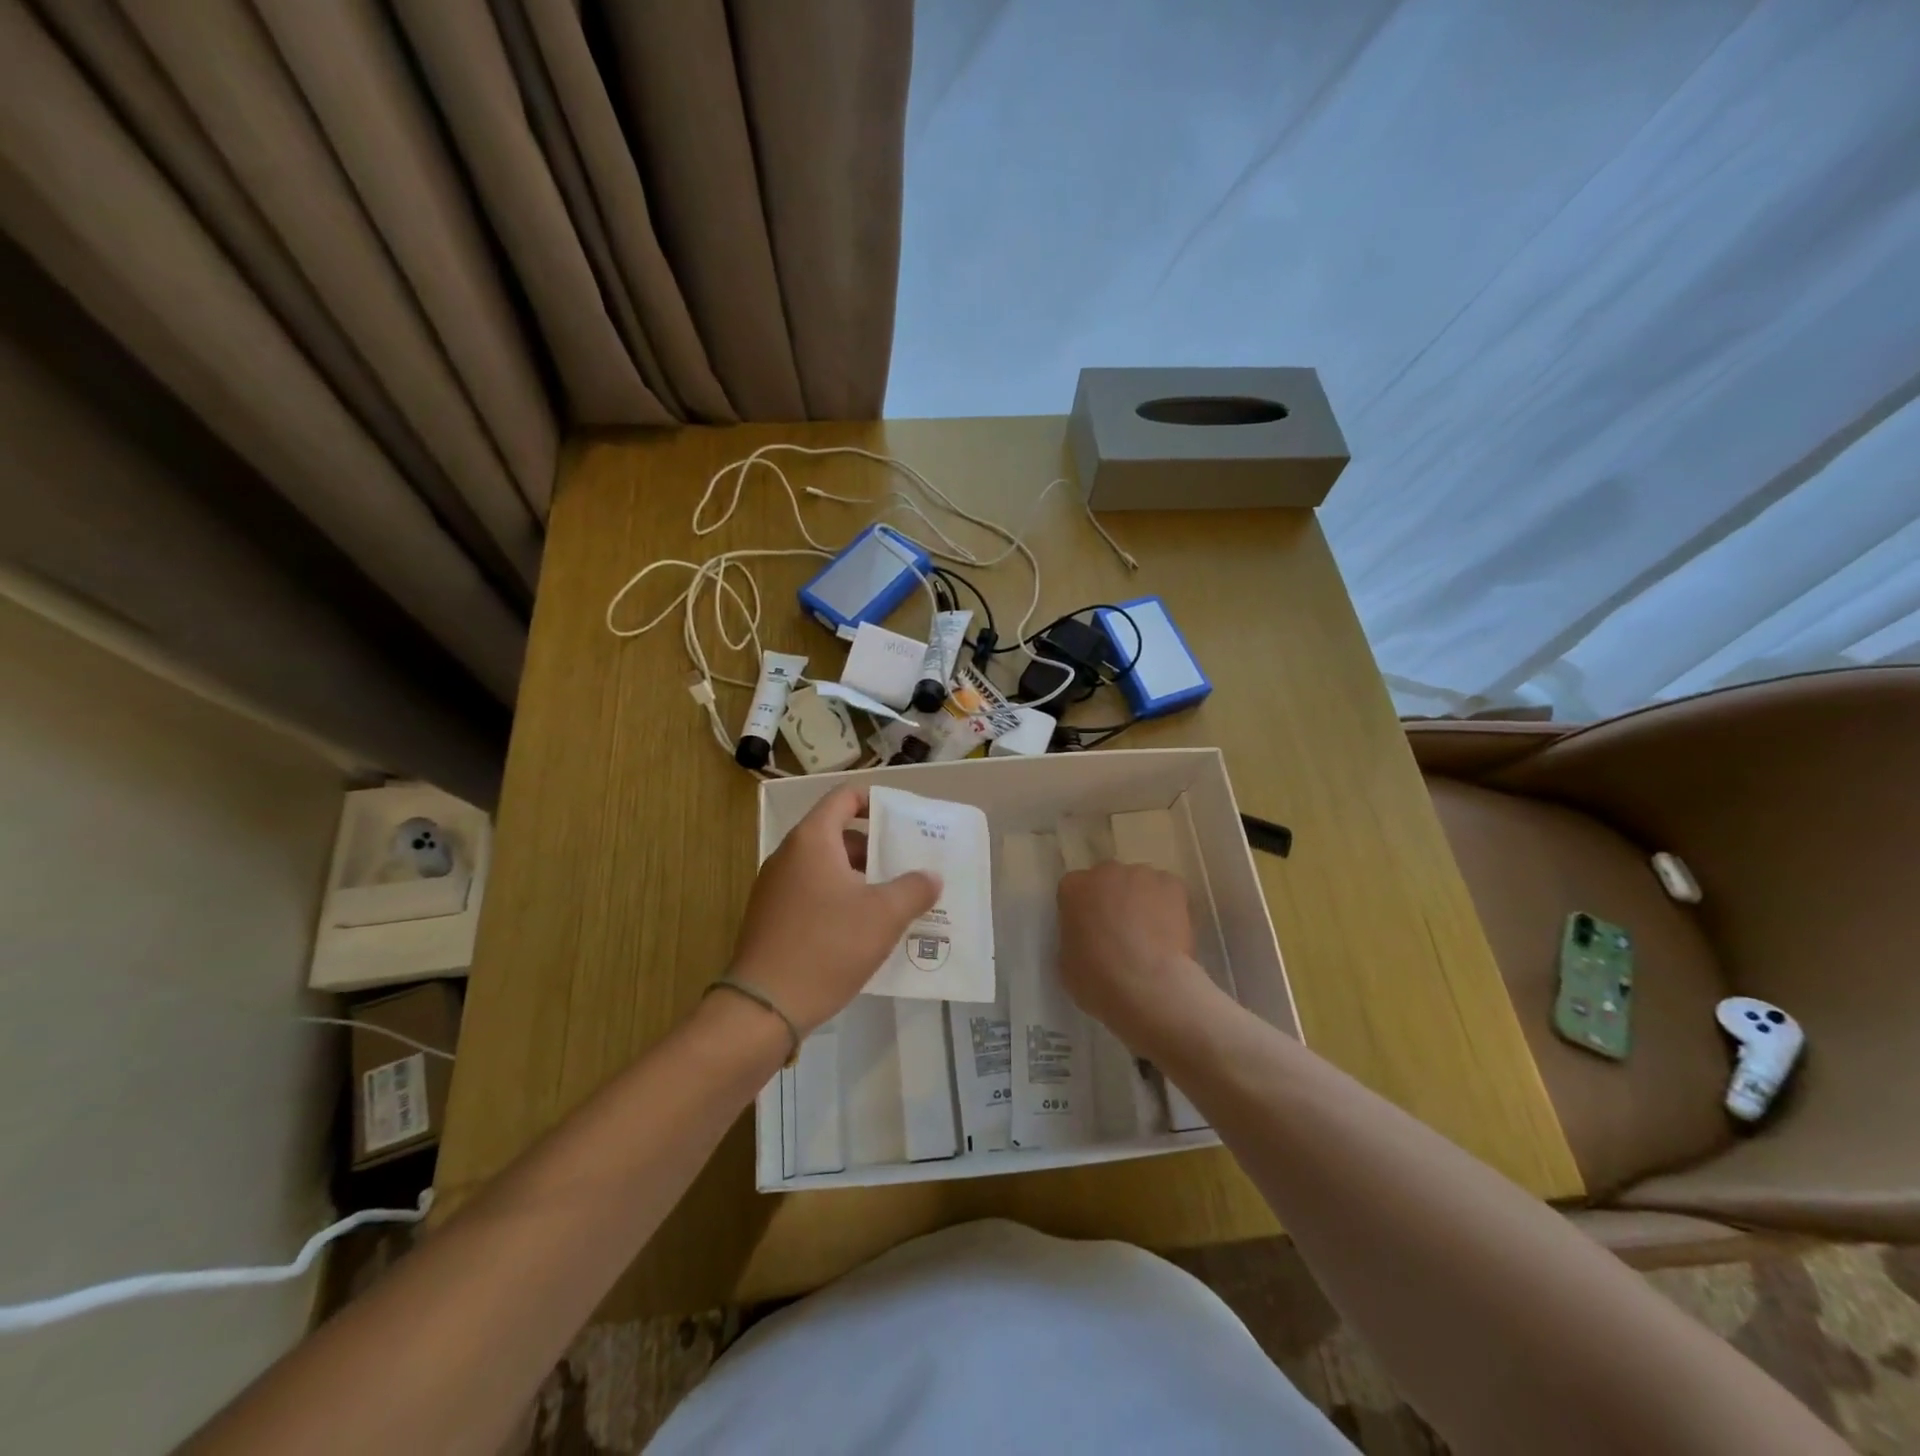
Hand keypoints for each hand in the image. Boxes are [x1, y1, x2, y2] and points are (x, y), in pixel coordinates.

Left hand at [726, 786, 941, 1035]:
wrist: (764, 1008)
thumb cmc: (827, 947)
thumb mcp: (884, 915)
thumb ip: (914, 888)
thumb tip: (930, 876)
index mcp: (812, 840)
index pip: (844, 797)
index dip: (875, 801)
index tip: (904, 821)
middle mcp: (788, 856)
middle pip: (837, 835)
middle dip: (876, 848)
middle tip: (909, 866)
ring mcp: (775, 888)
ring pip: (826, 868)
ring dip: (860, 878)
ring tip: (895, 900)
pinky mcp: (771, 918)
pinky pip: (812, 894)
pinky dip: (839, 900)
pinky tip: (863, 931)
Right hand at [1057, 862, 1214, 1050]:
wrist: (1146, 985)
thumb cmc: (1097, 978)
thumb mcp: (1066, 961)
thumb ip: (1075, 937)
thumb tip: (1089, 939)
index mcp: (1072, 888)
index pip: (1074, 891)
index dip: (1084, 912)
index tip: (1091, 932)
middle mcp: (1105, 872)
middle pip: (1108, 880)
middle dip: (1113, 900)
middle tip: (1121, 933)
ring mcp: (1141, 875)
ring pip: (1141, 884)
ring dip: (1142, 902)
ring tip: (1151, 936)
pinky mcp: (1172, 884)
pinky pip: (1169, 891)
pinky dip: (1170, 907)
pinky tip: (1170, 934)